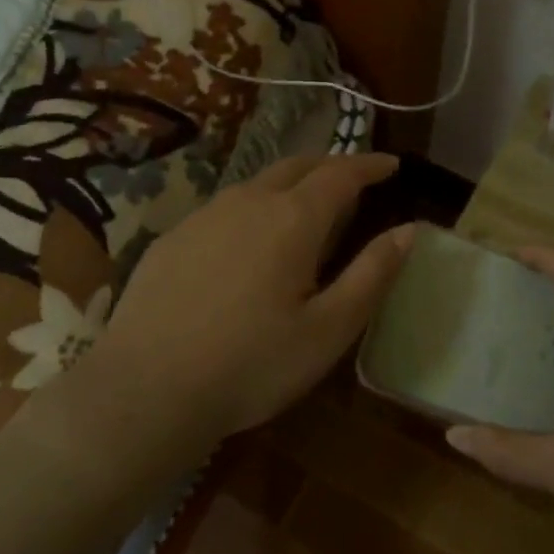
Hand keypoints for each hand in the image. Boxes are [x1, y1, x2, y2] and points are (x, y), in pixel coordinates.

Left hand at [82, 153, 414, 446]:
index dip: (370, 165)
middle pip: (297, 165)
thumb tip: (408, 230)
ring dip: (289, 185)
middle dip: (330, 166)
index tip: (392, 164)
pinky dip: (252, 209)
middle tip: (353, 181)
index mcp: (293, 219)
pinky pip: (225, 208)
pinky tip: (247, 243)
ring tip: (304, 209)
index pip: (341, 173)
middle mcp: (248, 202)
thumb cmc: (251, 365)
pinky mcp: (173, 238)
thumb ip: (372, 274)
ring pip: (257, 184)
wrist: (145, 389)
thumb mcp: (328, 330)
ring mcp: (204, 216)